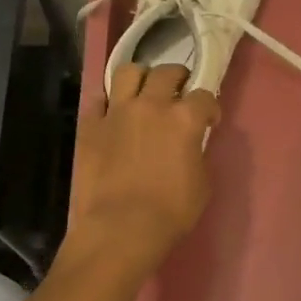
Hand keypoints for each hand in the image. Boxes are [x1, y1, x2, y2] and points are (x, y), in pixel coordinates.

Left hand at [61, 63, 219, 279]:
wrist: (120, 228)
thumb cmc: (170, 212)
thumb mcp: (201, 184)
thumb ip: (197, 155)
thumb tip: (191, 146)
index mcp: (184, 119)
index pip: (204, 96)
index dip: (210, 107)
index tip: (209, 120)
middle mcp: (151, 105)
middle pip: (167, 72)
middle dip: (178, 78)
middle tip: (179, 94)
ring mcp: (117, 112)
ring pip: (128, 72)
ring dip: (141, 77)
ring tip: (143, 91)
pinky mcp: (90, 126)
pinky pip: (97, 99)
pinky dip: (108, 102)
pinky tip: (112, 113)